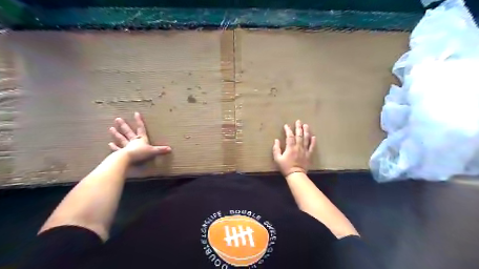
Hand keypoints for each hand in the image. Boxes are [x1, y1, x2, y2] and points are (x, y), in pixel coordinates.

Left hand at [107, 111, 170, 162]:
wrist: (127, 158)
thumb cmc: (140, 153)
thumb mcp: (152, 151)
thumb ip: (160, 150)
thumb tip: (170, 148)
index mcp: (141, 139)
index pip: (141, 128)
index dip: (139, 121)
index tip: (136, 113)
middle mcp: (133, 141)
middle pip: (128, 132)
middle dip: (124, 125)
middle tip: (118, 119)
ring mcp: (126, 146)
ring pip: (121, 139)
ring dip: (116, 134)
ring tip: (111, 128)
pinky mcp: (121, 153)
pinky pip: (117, 149)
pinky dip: (114, 147)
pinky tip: (110, 144)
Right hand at [271, 120, 316, 176]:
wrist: (296, 175)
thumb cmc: (285, 167)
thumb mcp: (277, 159)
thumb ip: (276, 149)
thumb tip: (276, 140)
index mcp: (290, 147)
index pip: (289, 136)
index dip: (288, 130)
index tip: (286, 125)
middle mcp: (298, 147)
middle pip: (299, 135)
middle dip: (298, 127)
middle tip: (298, 121)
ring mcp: (305, 150)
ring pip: (306, 139)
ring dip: (306, 131)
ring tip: (306, 125)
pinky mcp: (309, 154)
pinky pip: (312, 147)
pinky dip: (313, 141)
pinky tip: (313, 136)